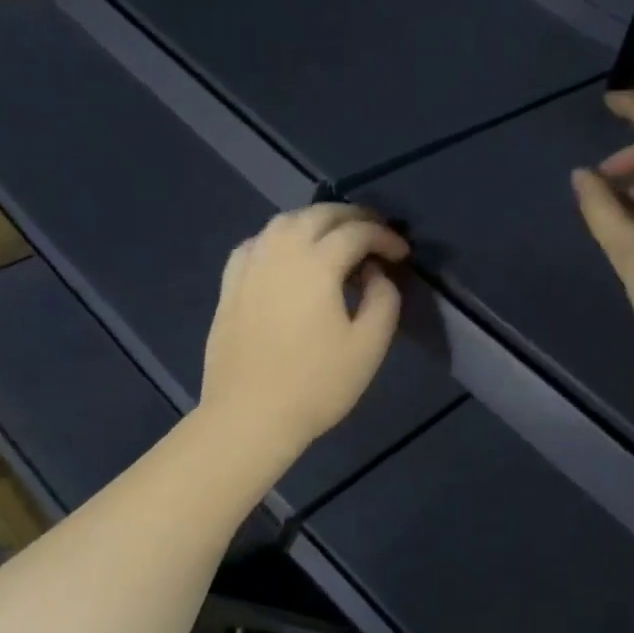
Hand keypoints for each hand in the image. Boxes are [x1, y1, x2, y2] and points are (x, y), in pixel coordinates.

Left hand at [201, 204, 409, 455]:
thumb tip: (376, 272)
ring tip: (335, 238)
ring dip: (315, 221)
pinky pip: (256, 244)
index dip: (385, 237)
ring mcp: (249, 268)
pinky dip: (279, 239)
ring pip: (283, 223)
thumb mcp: (369, 346)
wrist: (250, 416)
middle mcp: (280, 253)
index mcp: (316, 264)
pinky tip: (288, 256)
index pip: (356, 232)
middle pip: (318, 215)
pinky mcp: (230, 287)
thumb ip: (383, 299)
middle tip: (375, 233)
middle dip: (352, 217)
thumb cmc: (316, 384)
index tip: (403, 254)